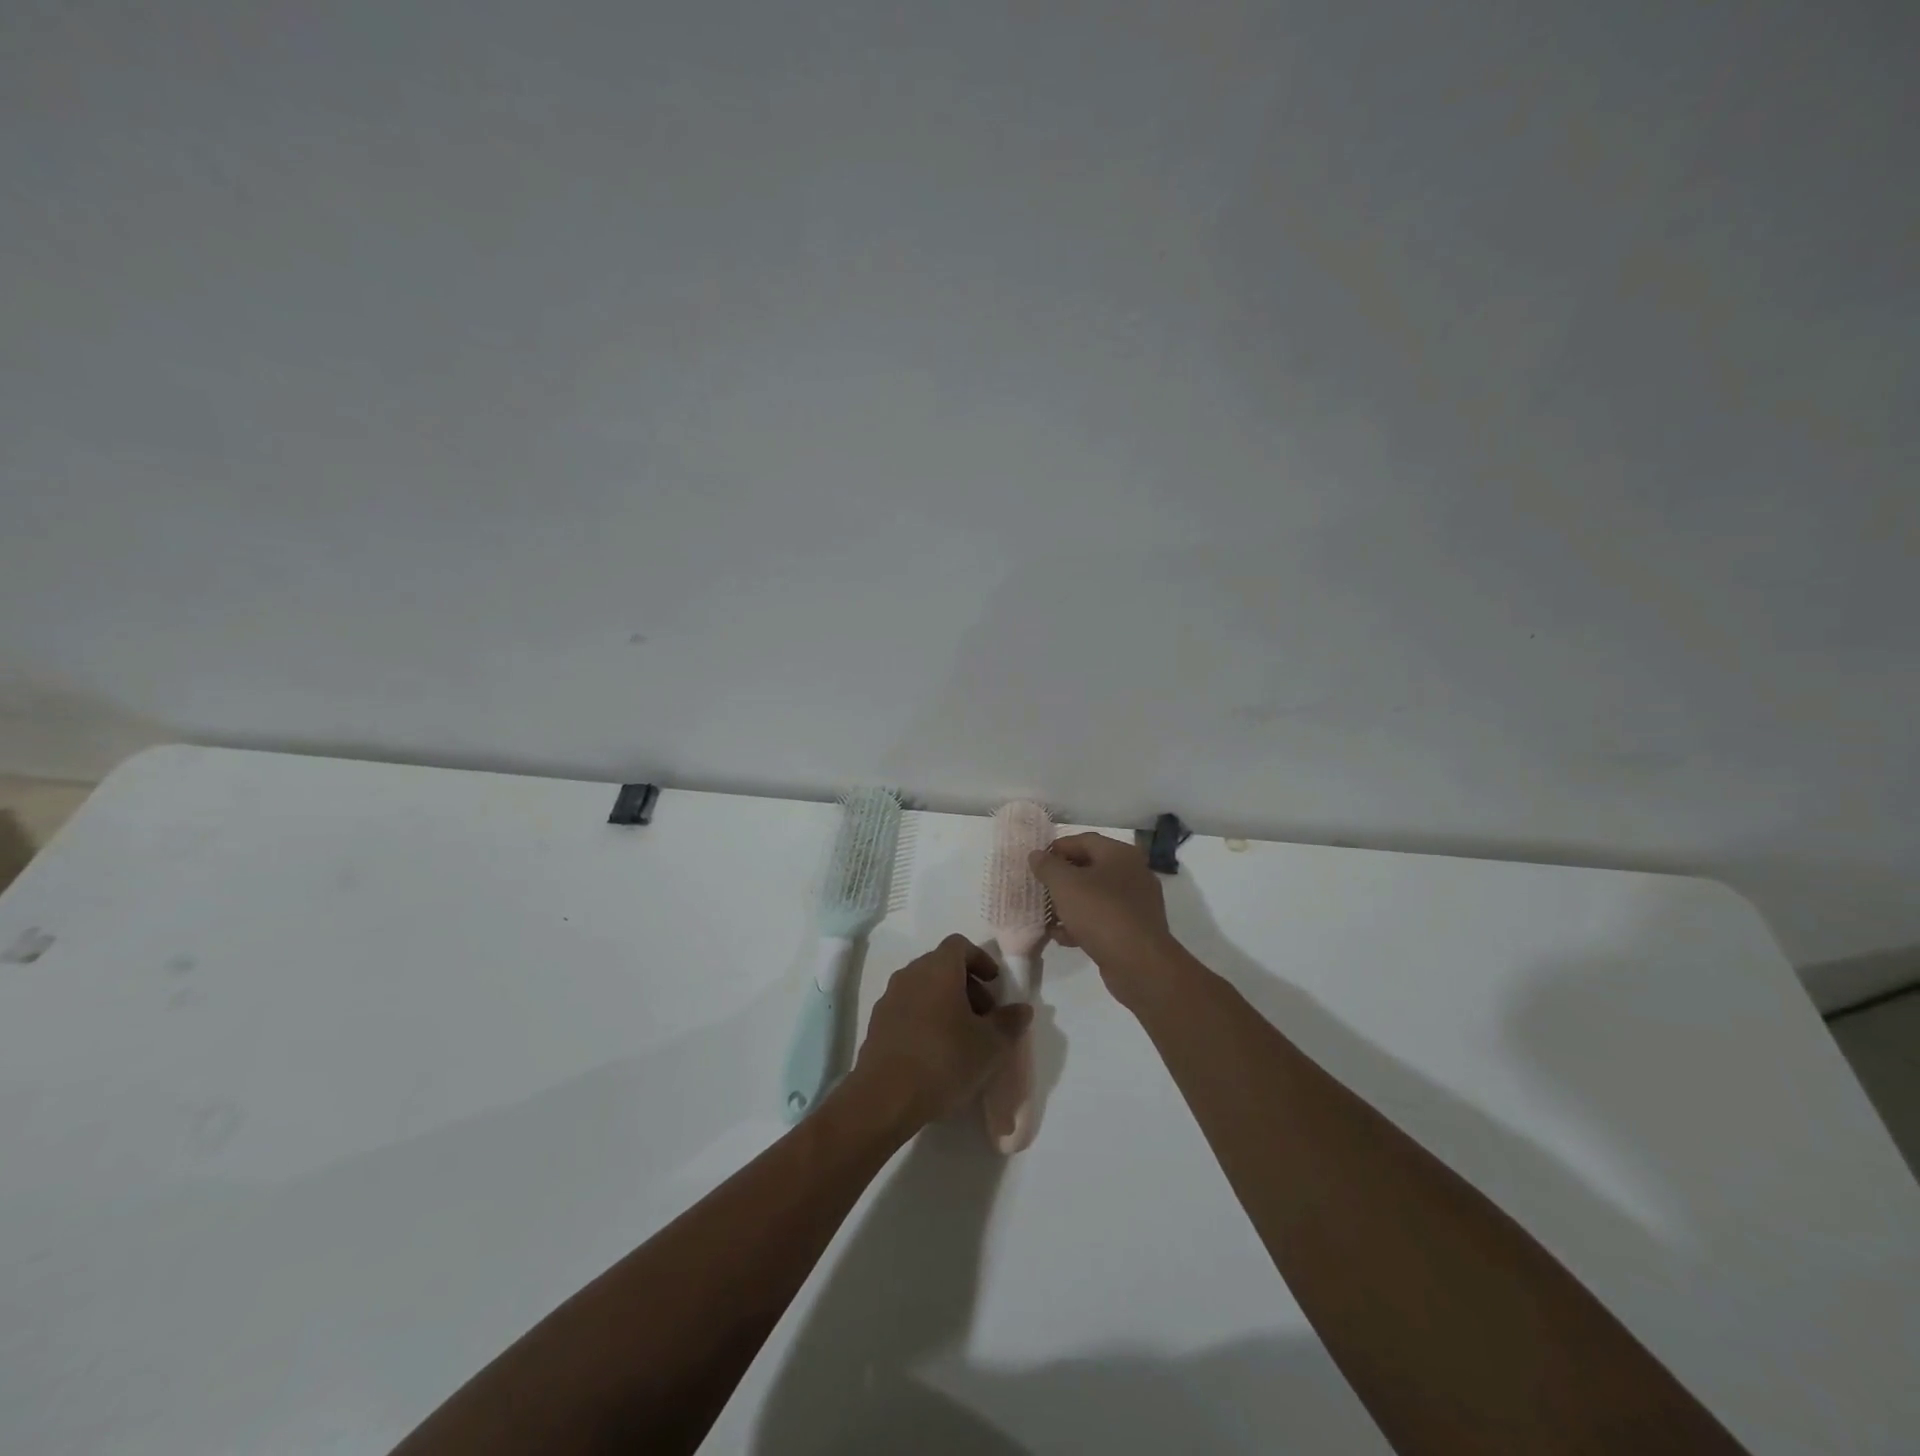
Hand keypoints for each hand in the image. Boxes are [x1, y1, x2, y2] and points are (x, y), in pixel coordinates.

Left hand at [849, 935, 1032, 1129]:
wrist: (884, 1097)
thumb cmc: (944, 1060)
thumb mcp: (990, 1045)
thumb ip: (1009, 1022)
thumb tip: (1022, 1009)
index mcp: (938, 968)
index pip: (960, 945)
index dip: (981, 959)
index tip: (995, 983)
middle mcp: (911, 974)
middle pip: (942, 965)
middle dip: (967, 984)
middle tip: (985, 1015)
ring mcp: (890, 998)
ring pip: (924, 987)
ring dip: (946, 1002)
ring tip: (963, 1036)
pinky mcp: (877, 1023)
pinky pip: (908, 1008)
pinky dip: (926, 1017)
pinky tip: (936, 1051)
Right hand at [1029, 833, 1186, 1008]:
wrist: (1138, 963)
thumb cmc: (1100, 913)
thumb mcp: (1065, 885)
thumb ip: (1047, 866)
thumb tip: (1036, 855)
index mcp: (1120, 854)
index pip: (1084, 840)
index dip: (1057, 848)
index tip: (1036, 862)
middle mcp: (1133, 873)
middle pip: (1090, 868)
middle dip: (1062, 879)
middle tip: (1040, 889)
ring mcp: (1136, 902)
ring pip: (1095, 896)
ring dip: (1069, 904)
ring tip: (1047, 916)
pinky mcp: (1134, 928)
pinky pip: (1103, 918)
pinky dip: (1083, 923)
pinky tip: (1063, 937)